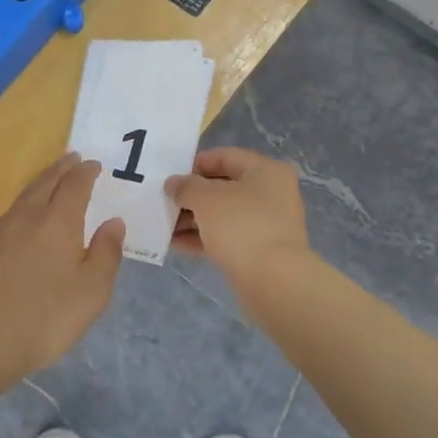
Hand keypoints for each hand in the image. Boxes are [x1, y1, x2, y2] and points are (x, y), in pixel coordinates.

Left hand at [0, 153, 124, 389]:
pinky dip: (26, 202)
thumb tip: (113, 222)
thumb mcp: (93, 290)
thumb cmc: (47, 317)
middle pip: (46, 182)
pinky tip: (26, 215)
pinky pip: (11, 212)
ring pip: (25, 195)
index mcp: (58, 221)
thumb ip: (106, 252)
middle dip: (62, 169)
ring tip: (52, 179)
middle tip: (74, 158)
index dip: (86, 173)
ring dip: (42, 181)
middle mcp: (27, 217)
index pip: (74, 185)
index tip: (95, 164)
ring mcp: (0, 232)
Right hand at [166, 146, 309, 293]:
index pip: (225, 156)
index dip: (195, 163)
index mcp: (266, 171)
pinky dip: (203, 238)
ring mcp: (267, 224)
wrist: (273, 280)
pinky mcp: (259, 250)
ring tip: (164, 226)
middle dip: (191, 195)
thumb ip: (186, 186)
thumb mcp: (207, 199)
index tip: (171, 175)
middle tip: (164, 202)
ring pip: (223, 215)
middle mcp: (271, 193)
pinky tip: (176, 244)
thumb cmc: (241, 226)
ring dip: (193, 219)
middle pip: (223, 187)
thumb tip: (173, 183)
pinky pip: (226, 237)